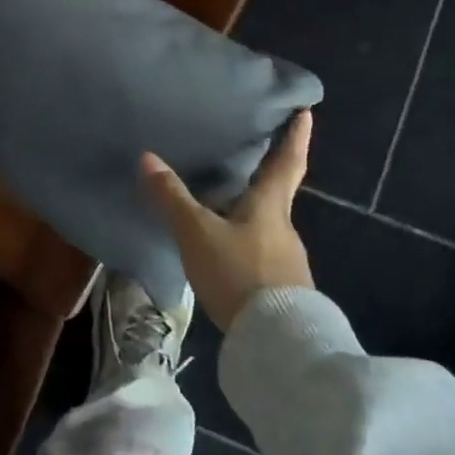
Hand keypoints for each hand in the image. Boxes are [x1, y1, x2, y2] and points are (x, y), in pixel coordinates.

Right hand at [141, 109, 314, 331]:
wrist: (275, 343)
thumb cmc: (239, 273)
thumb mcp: (198, 233)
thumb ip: (172, 198)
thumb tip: (147, 157)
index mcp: (270, 206)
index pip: (287, 162)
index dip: (296, 137)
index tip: (306, 112)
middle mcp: (284, 227)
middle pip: (279, 194)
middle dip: (269, 175)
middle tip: (255, 156)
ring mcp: (288, 261)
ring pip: (270, 226)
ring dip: (255, 213)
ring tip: (230, 206)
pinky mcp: (284, 289)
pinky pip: (265, 254)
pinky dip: (250, 244)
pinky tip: (232, 253)